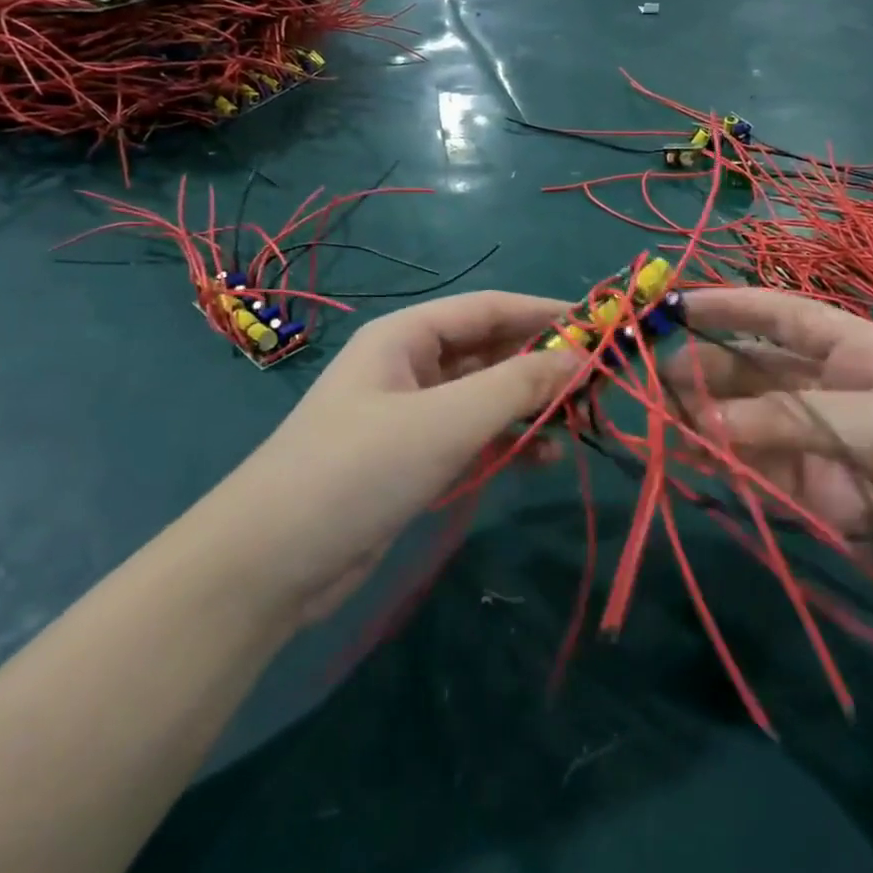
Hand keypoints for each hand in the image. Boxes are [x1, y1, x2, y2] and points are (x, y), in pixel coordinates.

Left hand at [209, 291, 579, 626]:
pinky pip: (472, 438)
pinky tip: (543, 457)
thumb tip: (581, 356)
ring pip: (484, 397)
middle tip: (601, 383)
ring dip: (530, 405)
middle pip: (489, 351)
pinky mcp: (412, 461)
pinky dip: (507, 442)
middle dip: (542, 363)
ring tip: (582, 421)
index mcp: (407, 336)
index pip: (489, 308)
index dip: (544, 313)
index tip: (600, 326)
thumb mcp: (445, 421)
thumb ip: (516, 385)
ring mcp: (410, 417)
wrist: (270, 563)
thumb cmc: (358, 469)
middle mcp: (410, 367)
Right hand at [672, 287, 872, 638]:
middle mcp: (835, 392)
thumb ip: (788, 422)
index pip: (783, 316)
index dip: (730, 306)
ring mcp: (825, 446)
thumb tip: (698, 426)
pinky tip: (694, 462)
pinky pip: (762, 473)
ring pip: (750, 423)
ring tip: (661, 423)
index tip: (674, 305)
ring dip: (708, 420)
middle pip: (756, 371)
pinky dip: (728, 467)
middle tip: (654, 381)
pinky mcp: (820, 498)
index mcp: (860, 354)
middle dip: (707, 371)